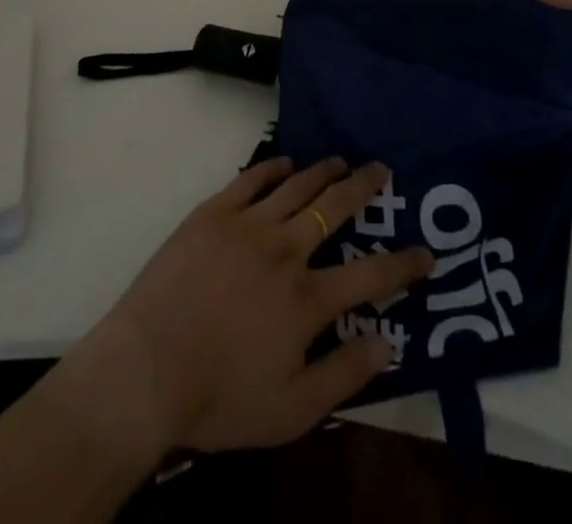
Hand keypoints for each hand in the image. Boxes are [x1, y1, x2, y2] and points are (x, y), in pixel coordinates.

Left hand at [90, 157, 432, 453]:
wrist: (145, 370)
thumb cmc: (218, 399)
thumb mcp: (291, 411)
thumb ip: (344, 375)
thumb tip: (388, 342)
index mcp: (307, 299)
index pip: (371, 276)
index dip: (404, 264)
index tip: (427, 252)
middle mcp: (286, 250)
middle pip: (336, 208)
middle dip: (364, 187)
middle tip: (381, 169)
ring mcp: (248, 225)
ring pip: (297, 186)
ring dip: (324, 171)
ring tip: (340, 160)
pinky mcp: (213, 212)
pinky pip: (251, 178)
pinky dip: (273, 167)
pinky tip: (285, 162)